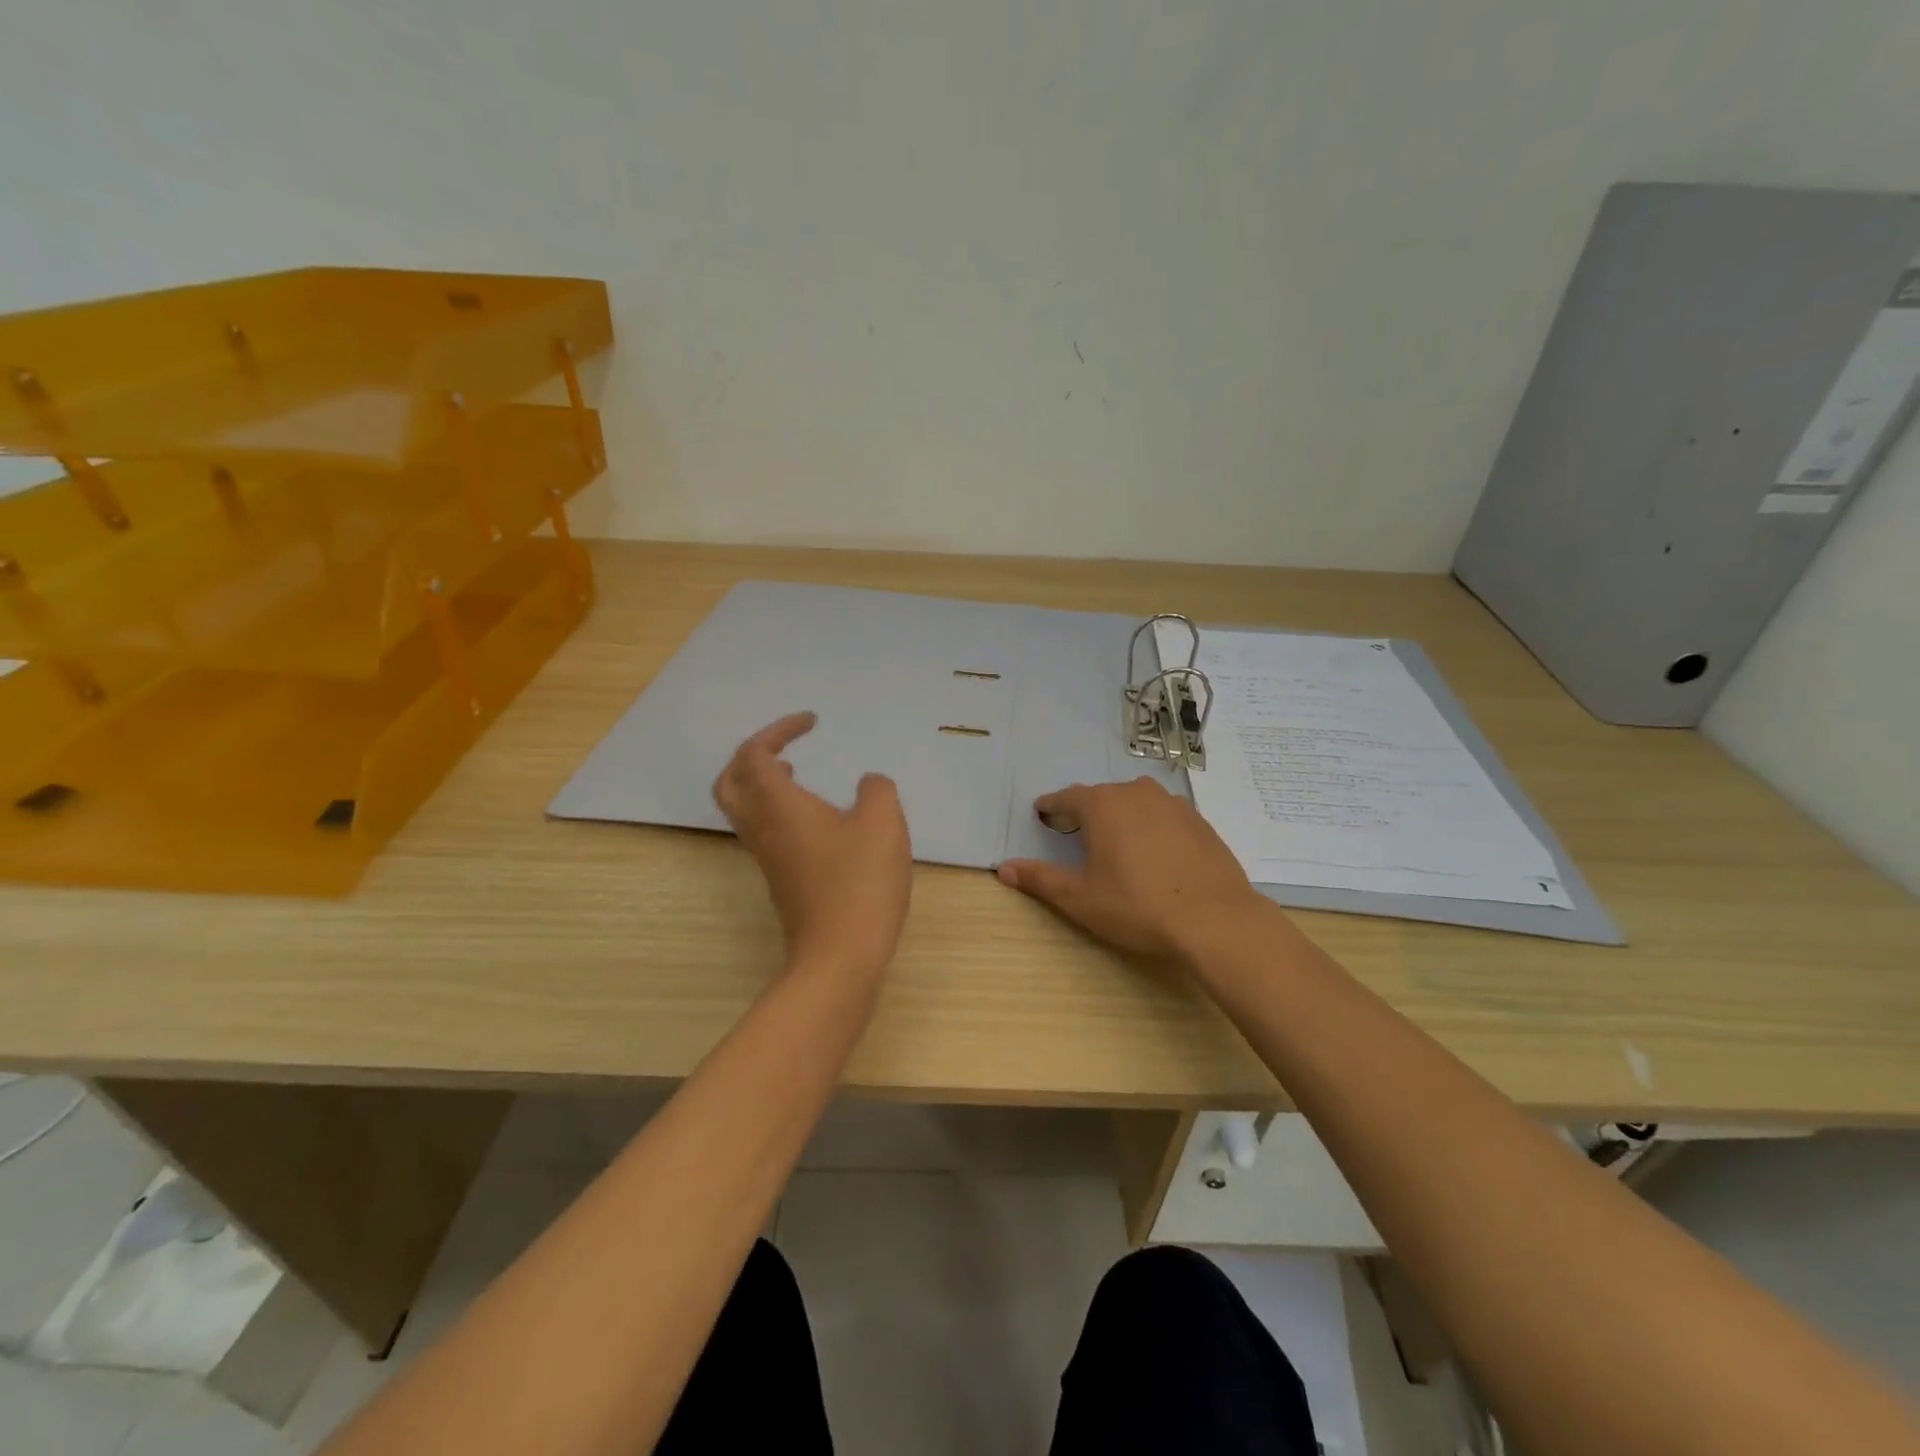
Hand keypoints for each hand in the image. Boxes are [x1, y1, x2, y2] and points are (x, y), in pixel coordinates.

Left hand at [713, 712, 912, 978]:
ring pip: (743, 809)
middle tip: (784, 745)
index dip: (778, 730)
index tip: (813, 723)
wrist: (839, 956)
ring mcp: (768, 858)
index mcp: (779, 805)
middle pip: (730, 782)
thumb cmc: (859, 882)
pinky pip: (764, 830)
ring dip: (762, 782)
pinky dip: (778, 808)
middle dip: (752, 755)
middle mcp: (763, 828)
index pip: (755, 754)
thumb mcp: (883, 823)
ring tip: (796, 771)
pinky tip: (816, 816)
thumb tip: (867, 784)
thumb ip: (876, 791)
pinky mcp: (781, 880)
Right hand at [996, 777, 1271, 965]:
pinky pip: (1163, 816)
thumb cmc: (1137, 906)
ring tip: (1116, 842)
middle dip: (1085, 811)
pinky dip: (1151, 827)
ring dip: (1121, 816)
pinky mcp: (1199, 821)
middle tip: (1075, 832)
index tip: (1042, 814)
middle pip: (1102, 797)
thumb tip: (1004, 868)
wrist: (1215, 919)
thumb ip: (1040, 879)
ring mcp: (1172, 804)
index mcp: (1102, 805)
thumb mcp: (1080, 898)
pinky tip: (1154, 854)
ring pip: (1135, 803)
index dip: (1051, 807)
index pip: (1066, 798)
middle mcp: (1136, 793)